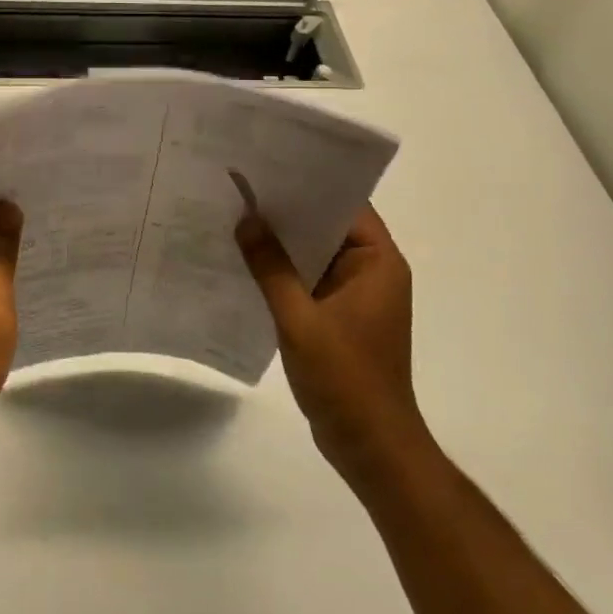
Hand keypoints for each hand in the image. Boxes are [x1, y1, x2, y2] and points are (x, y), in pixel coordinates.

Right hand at [236, 202, 419, 476]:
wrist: (369, 446)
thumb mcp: (300, 319)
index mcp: (377, 263)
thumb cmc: (345, 378)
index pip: (346, 205)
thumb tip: (246, 219)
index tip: (268, 167)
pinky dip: (281, 273)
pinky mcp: (337, 318)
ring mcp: (354, 296)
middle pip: (327, 226)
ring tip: (235, 218)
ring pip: (313, 255)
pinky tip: (244, 264)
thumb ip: (271, 268)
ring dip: (281, 244)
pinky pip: (307, 281)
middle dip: (287, 212)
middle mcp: (370, 272)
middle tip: (240, 189)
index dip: (309, 183)